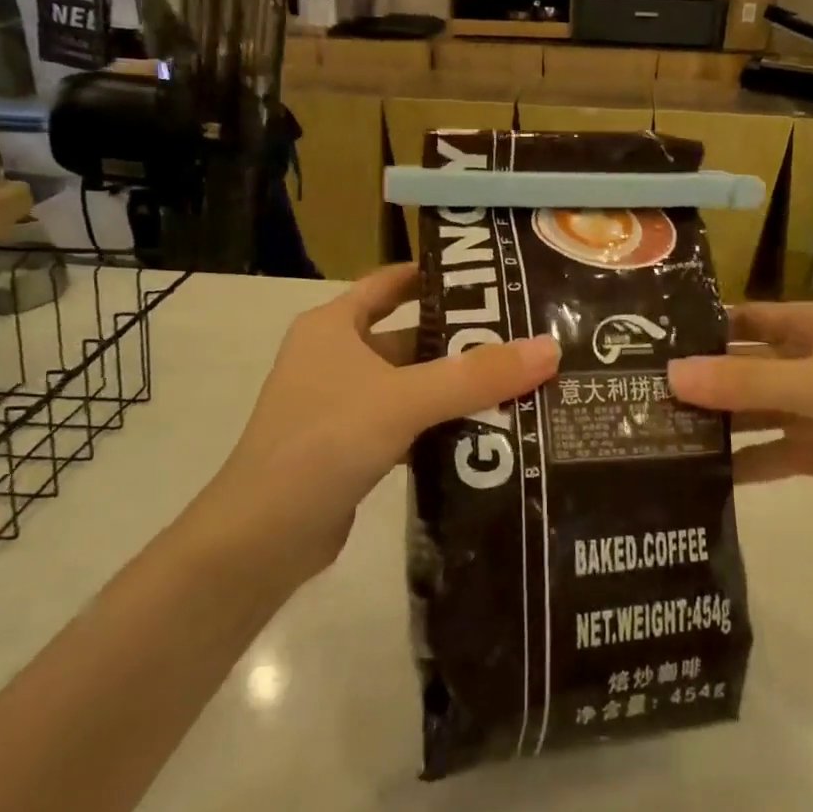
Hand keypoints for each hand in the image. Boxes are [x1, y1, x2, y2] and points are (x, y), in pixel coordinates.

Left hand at [199, 265, 559, 578]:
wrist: (263, 536)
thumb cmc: (325, 441)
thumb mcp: (405, 399)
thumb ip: (476, 375)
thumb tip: (550, 348)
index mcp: (332, 327)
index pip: (388, 283)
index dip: (432, 275)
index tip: (487, 276)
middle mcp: (332, 358)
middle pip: (406, 336)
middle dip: (458, 339)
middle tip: (520, 338)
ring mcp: (338, 405)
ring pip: (408, 384)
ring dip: (451, 386)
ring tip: (516, 382)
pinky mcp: (347, 448)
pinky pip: (403, 422)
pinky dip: (436, 424)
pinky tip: (481, 432)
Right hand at [668, 302, 812, 551]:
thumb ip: (745, 382)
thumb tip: (669, 374)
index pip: (746, 319)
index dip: (702, 328)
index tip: (647, 344)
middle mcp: (812, 362)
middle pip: (744, 367)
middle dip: (701, 382)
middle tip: (639, 399)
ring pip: (754, 412)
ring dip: (716, 424)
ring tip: (659, 438)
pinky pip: (771, 452)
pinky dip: (742, 462)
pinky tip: (703, 476)